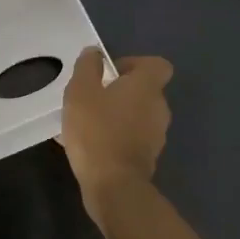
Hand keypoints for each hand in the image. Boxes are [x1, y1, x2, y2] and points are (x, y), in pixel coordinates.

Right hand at [58, 47, 172, 197]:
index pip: (157, 65)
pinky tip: (90, 146)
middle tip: (92, 98)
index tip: (111, 73)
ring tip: (87, 124)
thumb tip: (95, 53)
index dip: (135, 64)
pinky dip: (116, 137)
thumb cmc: (97, 131)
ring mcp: (156, 136)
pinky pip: (132, 138)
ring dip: (117, 115)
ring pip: (137, 116)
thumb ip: (88, 67)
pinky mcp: (147, 158)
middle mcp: (159, 109)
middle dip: (120, 92)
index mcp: (147, 87)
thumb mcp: (81, 92)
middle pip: (145, 91)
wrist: (114, 186)